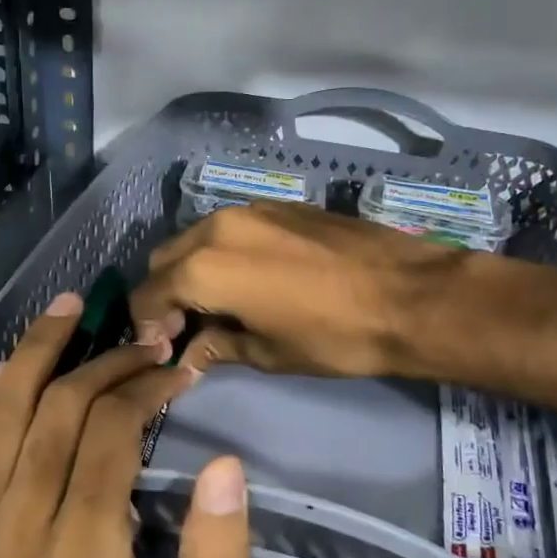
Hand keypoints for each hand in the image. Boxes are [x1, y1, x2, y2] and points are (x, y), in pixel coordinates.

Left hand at [0, 291, 251, 557]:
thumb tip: (228, 466)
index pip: (108, 431)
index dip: (145, 385)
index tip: (178, 368)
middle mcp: (14, 534)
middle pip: (54, 410)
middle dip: (102, 360)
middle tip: (143, 336)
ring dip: (30, 355)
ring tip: (67, 311)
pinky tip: (0, 375)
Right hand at [131, 201, 463, 377]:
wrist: (410, 295)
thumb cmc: (334, 336)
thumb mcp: (268, 353)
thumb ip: (216, 347)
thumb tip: (188, 354)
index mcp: (205, 267)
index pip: (148, 294)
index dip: (146, 327)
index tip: (163, 351)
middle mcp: (216, 227)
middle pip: (165, 259)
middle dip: (165, 295)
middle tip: (186, 330)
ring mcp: (250, 209)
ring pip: (196, 238)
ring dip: (192, 271)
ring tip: (218, 305)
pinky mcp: (280, 204)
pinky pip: (231, 228)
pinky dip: (223, 253)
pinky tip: (251, 279)